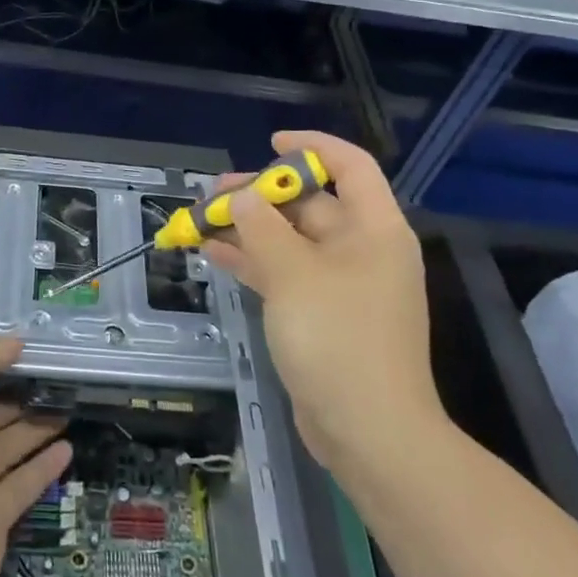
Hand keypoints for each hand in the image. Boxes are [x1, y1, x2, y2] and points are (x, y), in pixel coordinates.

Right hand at [202, 130, 442, 472]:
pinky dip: (254, 262)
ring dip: (250, 229)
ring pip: (291, 240)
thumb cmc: (338, 338)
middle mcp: (363, 250)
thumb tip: (243, 198)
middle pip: (311, 204)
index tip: (269, 144)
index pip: (349, 166)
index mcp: (374, 229)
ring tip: (203, 220)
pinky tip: (215, 255)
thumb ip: (262, 228)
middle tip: (215, 193)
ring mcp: (343, 285)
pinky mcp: (324, 315)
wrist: (369, 432)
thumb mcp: (293, 274)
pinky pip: (286, 274)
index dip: (311, 148)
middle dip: (262, 195)